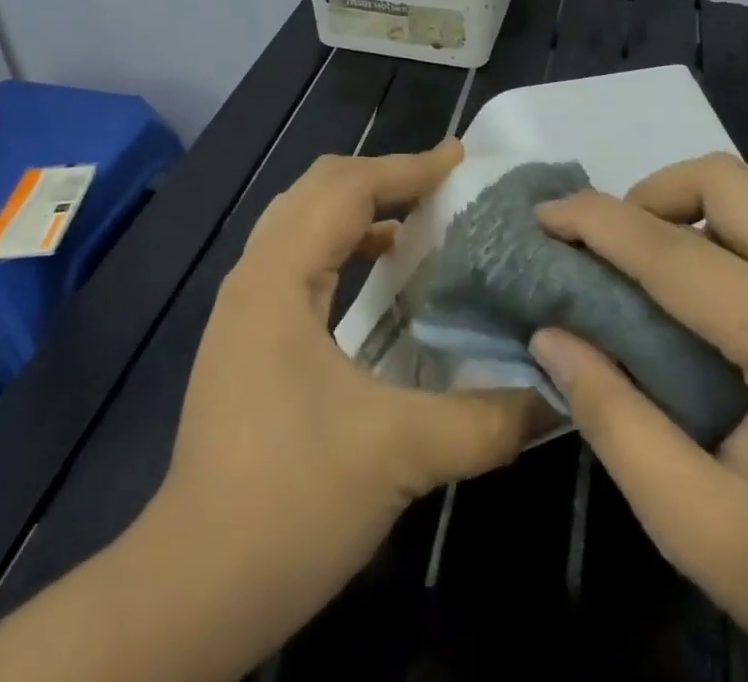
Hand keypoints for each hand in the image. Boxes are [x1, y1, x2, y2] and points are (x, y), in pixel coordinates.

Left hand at [157, 140, 542, 655]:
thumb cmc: (291, 501)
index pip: (347, 189)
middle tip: (442, 184)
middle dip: (382, 175)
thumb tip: (554, 395)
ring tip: (419, 216)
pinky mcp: (245, 335)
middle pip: (318, 188)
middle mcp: (254, 275)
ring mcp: (243, 306)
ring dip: (359, 206)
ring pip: (302, 219)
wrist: (193, 587)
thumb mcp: (400, 454)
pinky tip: (379, 270)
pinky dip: (342, 242)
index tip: (460, 159)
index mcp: (279, 278)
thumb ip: (486, 419)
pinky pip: (297, 255)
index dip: (407, 167)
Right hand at [528, 154, 747, 681]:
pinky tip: (690, 300)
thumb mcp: (701, 527)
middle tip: (605, 250)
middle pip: (725, 180)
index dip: (594, 222)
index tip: (540, 216)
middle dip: (649, 194)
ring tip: (637, 271)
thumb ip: (616, 421)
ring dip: (681, 210)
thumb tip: (551, 337)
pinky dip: (713, 236)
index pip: (671, 250)